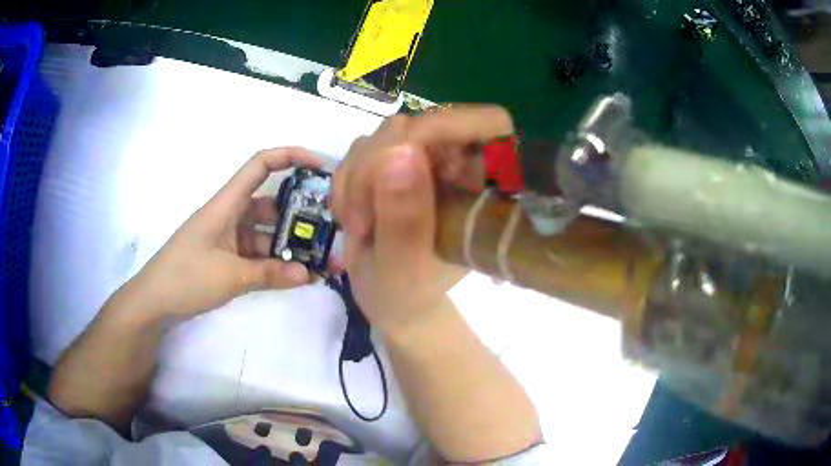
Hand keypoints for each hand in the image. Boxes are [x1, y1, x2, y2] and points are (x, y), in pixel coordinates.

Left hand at [115, 147, 325, 321]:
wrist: (155, 301)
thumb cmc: (186, 277)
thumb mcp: (230, 275)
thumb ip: (270, 274)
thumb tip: (308, 275)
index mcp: (227, 203)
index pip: (260, 165)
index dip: (290, 156)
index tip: (320, 167)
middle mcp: (231, 215)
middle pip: (271, 205)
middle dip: (301, 216)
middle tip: (333, 231)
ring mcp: (230, 238)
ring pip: (267, 234)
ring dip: (291, 246)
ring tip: (322, 262)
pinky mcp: (228, 258)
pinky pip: (258, 254)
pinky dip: (276, 263)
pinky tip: (298, 276)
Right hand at [332, 106, 513, 336]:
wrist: (389, 298)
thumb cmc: (406, 292)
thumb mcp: (404, 267)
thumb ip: (404, 217)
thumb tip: (400, 151)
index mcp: (483, 188)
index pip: (489, 124)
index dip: (449, 126)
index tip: (400, 158)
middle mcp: (459, 165)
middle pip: (421, 124)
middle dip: (377, 168)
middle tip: (361, 221)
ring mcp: (425, 159)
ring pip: (385, 134)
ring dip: (357, 179)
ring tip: (358, 227)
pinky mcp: (394, 161)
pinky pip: (361, 148)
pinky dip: (347, 181)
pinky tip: (350, 216)